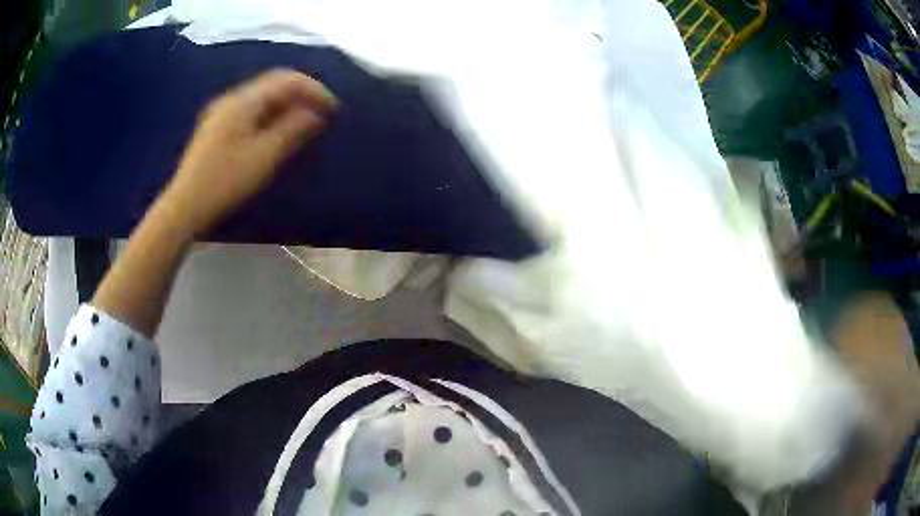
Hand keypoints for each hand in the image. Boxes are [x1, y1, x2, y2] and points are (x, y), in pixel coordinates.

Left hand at [161, 69, 336, 236]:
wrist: (185, 206)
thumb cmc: (225, 182)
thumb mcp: (264, 156)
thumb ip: (293, 129)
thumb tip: (315, 113)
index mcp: (243, 101)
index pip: (287, 80)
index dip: (314, 90)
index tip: (333, 109)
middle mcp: (232, 98)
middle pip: (274, 84)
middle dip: (301, 94)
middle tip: (321, 114)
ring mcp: (222, 112)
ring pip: (262, 97)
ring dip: (287, 105)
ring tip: (304, 123)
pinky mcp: (217, 127)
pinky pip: (251, 110)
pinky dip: (270, 114)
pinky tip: (277, 131)